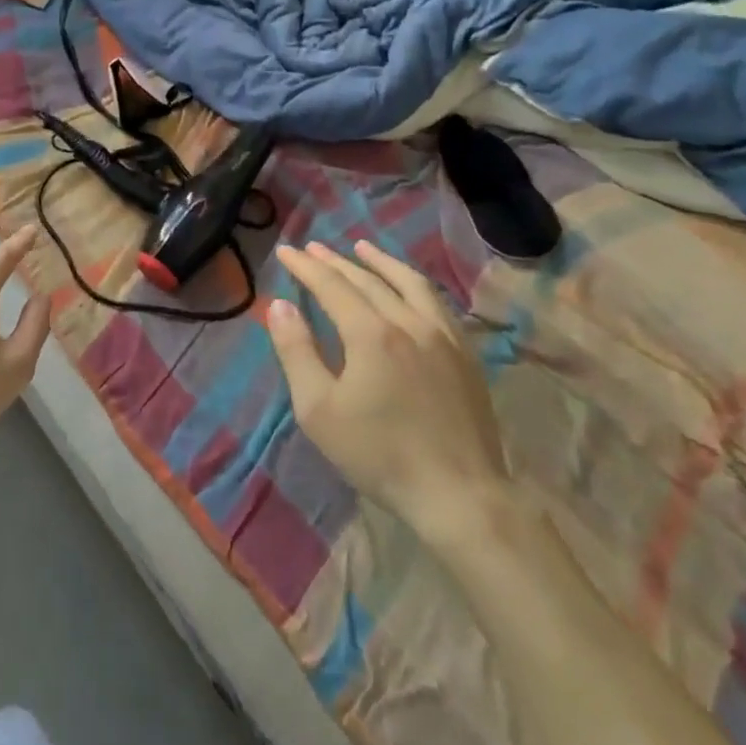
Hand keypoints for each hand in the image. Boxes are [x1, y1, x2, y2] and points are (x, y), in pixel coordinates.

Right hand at [266, 240, 512, 553]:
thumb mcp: (319, 410)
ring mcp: (443, 336)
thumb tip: (280, 305)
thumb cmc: (379, 454)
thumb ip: (296, 352)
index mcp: (371, 333)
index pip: (331, 285)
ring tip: (362, 247)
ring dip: (381, 262)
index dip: (305, 266)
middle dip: (335, 261)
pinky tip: (409, 287)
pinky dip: (414, 284)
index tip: (286, 251)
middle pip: (367, 279)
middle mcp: (409, 321)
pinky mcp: (466, 354)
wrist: (460, 496)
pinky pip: (437, 303)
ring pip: (409, 283)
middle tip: (312, 248)